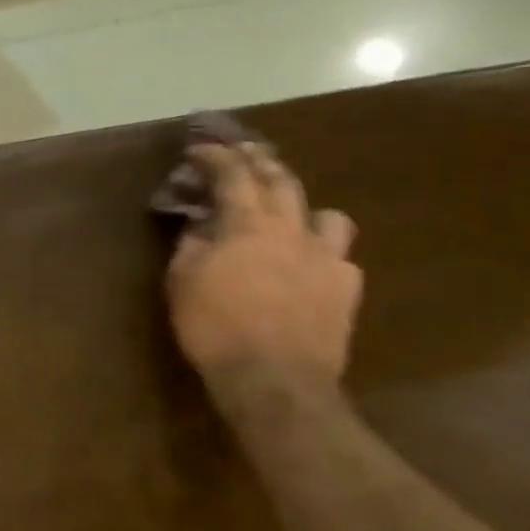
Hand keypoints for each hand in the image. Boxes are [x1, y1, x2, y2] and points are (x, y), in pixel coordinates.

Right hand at [166, 144, 362, 395]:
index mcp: (248, 223)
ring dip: (305, 207)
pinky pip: (341, 258)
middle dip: (260, 161)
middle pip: (281, 180)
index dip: (215, 156)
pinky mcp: (346, 290)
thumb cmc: (215, 326)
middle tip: (245, 152)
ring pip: (327, 215)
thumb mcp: (182, 280)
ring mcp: (327, 259)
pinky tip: (310, 265)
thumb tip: (200, 224)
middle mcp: (292, 230)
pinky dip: (323, 252)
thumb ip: (192, 243)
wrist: (275, 381)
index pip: (232, 174)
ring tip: (290, 213)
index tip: (199, 149)